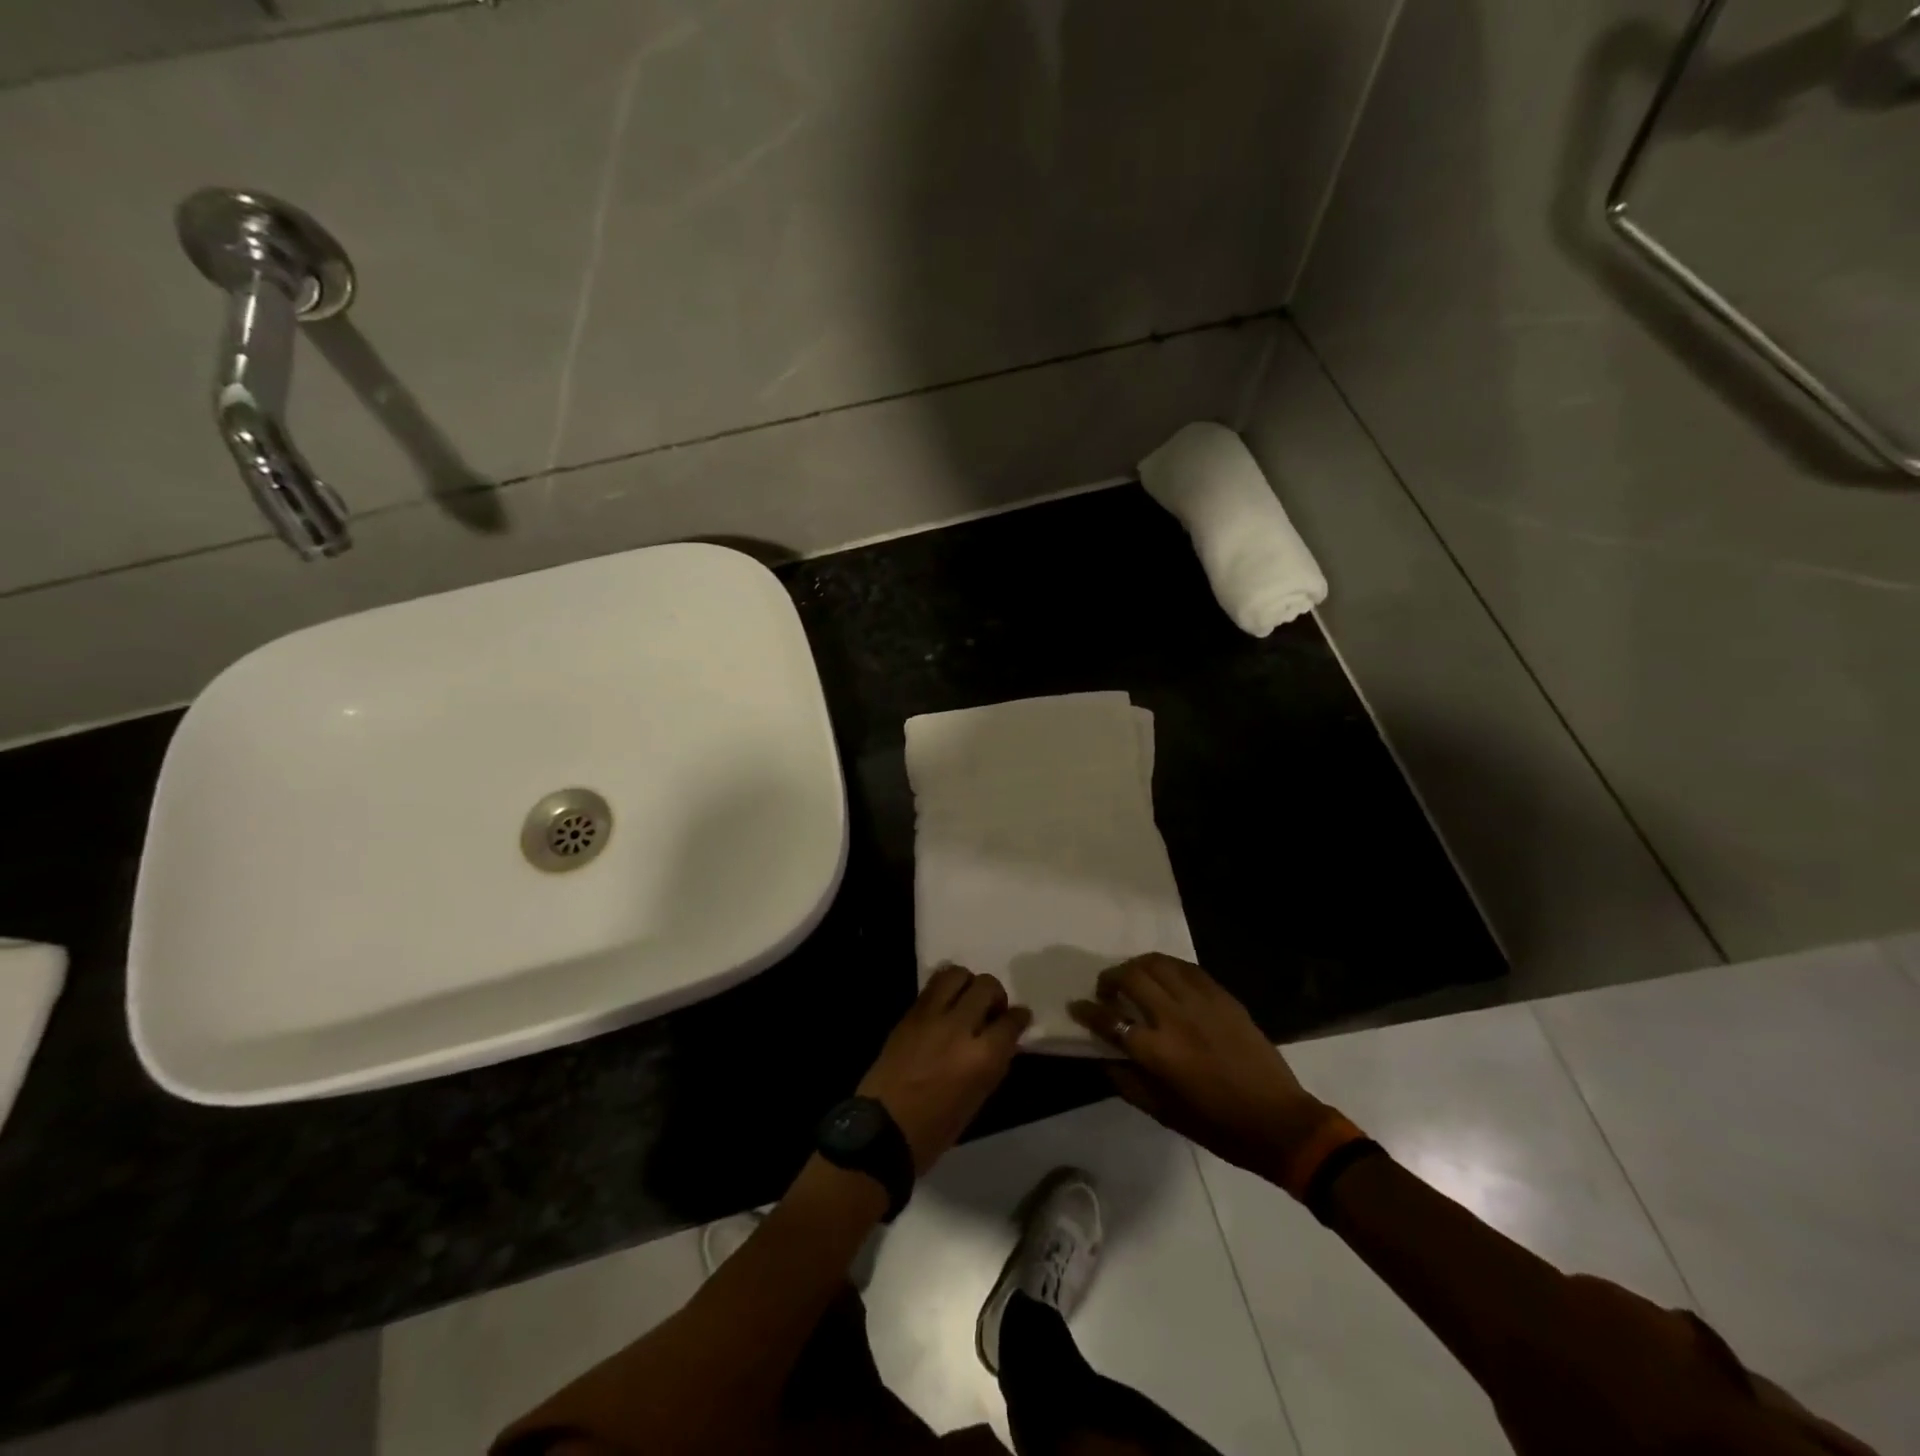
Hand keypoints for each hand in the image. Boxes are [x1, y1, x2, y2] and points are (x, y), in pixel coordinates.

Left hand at [857, 966, 1031, 1173]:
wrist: (884, 1129)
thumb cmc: (936, 1128)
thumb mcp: (978, 1099)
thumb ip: (993, 1062)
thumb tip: (1003, 1038)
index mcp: (982, 1057)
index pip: (1011, 1021)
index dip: (1019, 1017)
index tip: (1020, 1018)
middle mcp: (959, 1028)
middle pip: (986, 986)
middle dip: (996, 994)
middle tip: (992, 1010)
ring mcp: (931, 1016)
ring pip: (957, 974)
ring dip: (968, 983)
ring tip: (967, 1000)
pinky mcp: (910, 1014)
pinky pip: (933, 986)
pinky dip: (945, 988)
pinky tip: (946, 1004)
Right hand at [1071, 954, 1330, 1179]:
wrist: (1278, 1121)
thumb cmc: (1216, 1126)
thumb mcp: (1162, 1113)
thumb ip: (1127, 1081)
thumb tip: (1103, 1056)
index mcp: (1157, 1051)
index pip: (1109, 1019)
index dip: (1087, 1010)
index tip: (1076, 1006)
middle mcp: (1174, 1017)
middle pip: (1131, 977)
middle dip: (1109, 978)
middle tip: (1106, 991)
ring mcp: (1201, 1002)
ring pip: (1158, 963)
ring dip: (1137, 966)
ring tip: (1133, 978)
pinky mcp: (1223, 996)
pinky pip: (1187, 968)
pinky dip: (1168, 967)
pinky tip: (1165, 978)